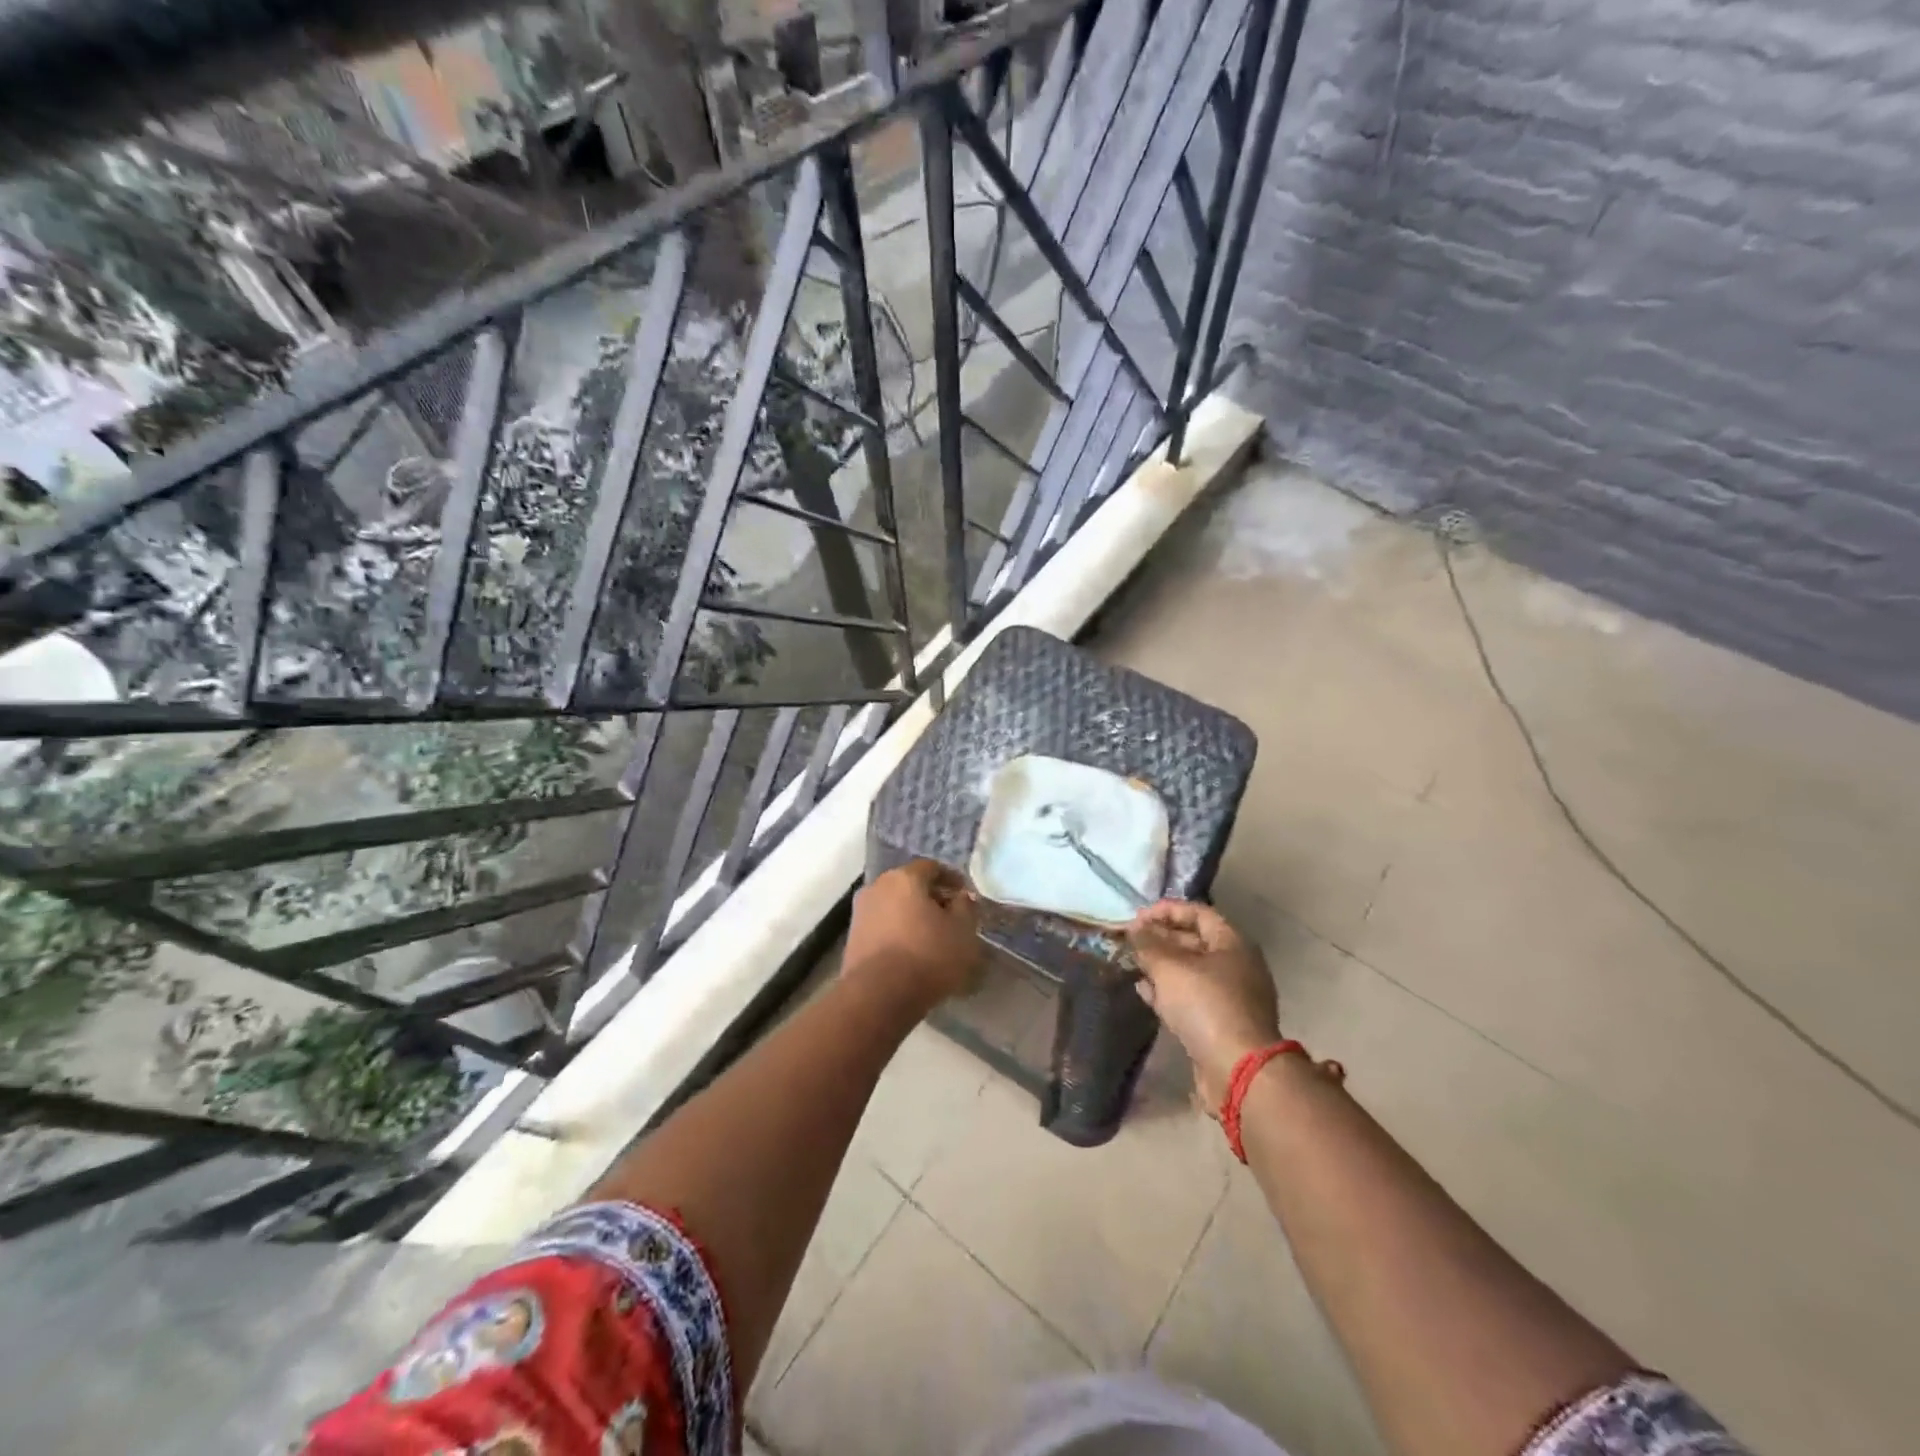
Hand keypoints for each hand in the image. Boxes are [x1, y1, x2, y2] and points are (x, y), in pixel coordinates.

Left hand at [844, 859, 982, 1007]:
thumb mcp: (962, 931)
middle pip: (910, 885)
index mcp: (904, 877)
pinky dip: (899, 933)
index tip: (966, 896)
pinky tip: (913, 953)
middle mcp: (878, 887)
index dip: (952, 879)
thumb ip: (966, 908)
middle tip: (951, 917)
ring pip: (894, 907)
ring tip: (933, 938)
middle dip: (931, 898)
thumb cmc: (927, 955)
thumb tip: (962, 897)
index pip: (932, 867)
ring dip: (913, 917)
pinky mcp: (852, 939)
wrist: (878, 996)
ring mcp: (861, 913)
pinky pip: (883, 928)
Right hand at [1128, 900, 1279, 1108]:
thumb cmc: (1206, 1005)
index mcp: (1232, 943)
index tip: (1137, 917)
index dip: (1166, 910)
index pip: (1198, 912)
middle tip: (1131, 941)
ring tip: (1133, 964)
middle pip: (1194, 941)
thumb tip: (1135, 928)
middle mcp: (1236, 966)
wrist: (1237, 1070)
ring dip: (1161, 966)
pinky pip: (1191, 999)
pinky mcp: (1221, 1024)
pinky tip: (1144, 992)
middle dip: (1161, 938)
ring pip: (1190, 972)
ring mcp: (1230, 997)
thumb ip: (1149, 944)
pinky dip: (1168, 992)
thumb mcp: (1170, 967)